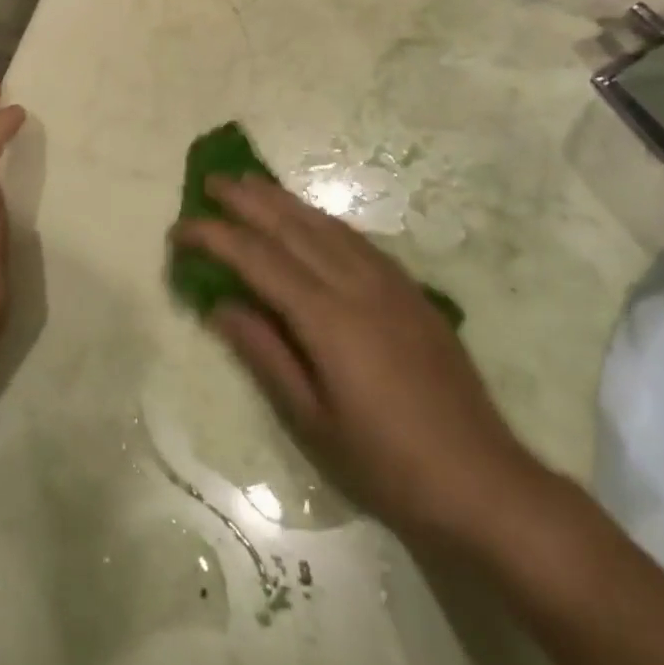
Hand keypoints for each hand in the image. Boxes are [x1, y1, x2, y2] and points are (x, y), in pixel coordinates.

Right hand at [174, 175, 546, 543]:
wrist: (483, 482)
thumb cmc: (386, 463)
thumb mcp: (311, 420)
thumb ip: (264, 353)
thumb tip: (219, 305)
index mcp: (328, 318)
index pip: (258, 259)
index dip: (215, 237)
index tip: (180, 229)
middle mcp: (357, 285)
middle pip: (292, 227)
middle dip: (247, 200)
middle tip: (211, 182)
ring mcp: (390, 284)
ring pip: (326, 225)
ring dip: (284, 200)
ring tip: (252, 184)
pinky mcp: (411, 291)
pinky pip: (356, 239)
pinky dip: (322, 220)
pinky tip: (311, 220)